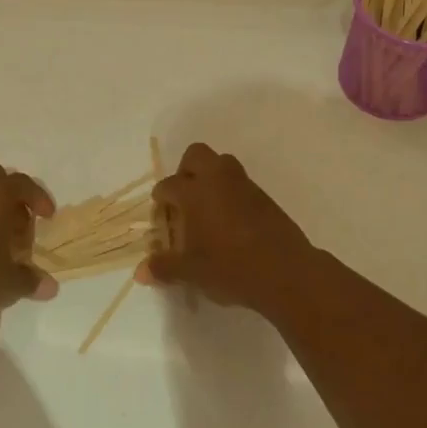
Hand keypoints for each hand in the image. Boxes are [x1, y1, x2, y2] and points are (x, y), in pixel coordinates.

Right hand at [135, 143, 318, 314]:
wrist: (286, 272)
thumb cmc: (230, 267)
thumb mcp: (191, 272)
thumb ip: (164, 268)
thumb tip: (140, 272)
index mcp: (194, 192)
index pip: (168, 185)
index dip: (161, 200)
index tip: (161, 217)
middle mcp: (217, 179)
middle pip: (196, 155)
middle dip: (185, 171)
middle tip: (183, 199)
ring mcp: (244, 185)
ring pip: (222, 164)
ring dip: (210, 178)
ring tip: (206, 209)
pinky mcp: (265, 197)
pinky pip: (240, 183)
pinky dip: (230, 194)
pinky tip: (230, 222)